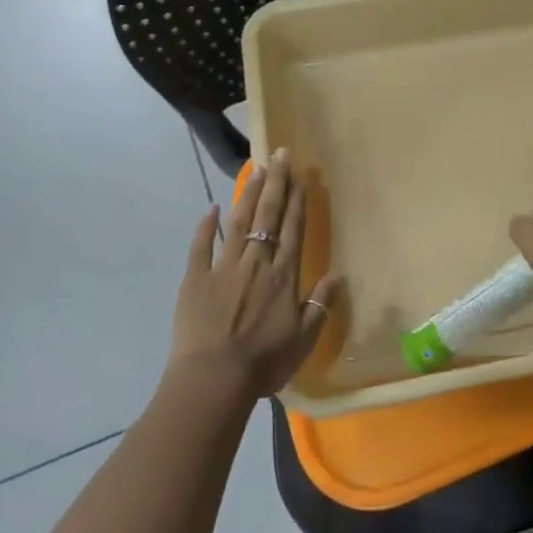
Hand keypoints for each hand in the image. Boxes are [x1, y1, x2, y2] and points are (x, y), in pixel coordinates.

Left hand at [169, 148, 338, 400]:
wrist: (214, 378)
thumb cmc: (264, 362)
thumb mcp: (304, 339)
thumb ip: (319, 305)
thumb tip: (336, 276)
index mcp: (284, 275)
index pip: (294, 228)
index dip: (298, 200)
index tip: (301, 174)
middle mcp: (257, 261)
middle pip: (269, 215)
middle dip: (277, 183)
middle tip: (280, 154)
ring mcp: (224, 267)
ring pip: (239, 221)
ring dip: (249, 194)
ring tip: (256, 169)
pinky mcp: (196, 278)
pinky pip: (201, 245)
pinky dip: (206, 225)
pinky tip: (212, 207)